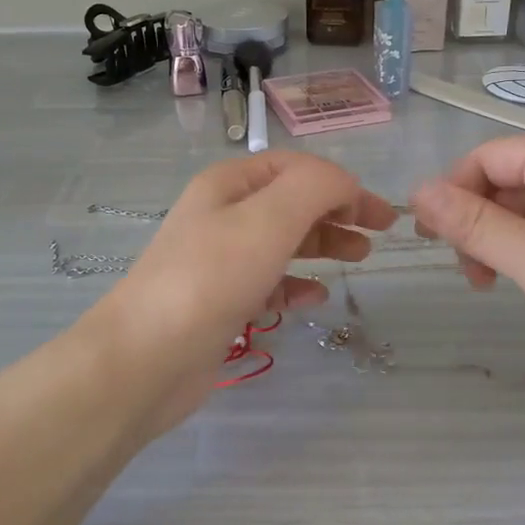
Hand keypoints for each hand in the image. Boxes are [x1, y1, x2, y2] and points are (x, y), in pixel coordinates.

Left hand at [86, 153, 395, 427]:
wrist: (146, 357)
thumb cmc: (210, 278)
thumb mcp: (268, 219)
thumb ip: (315, 188)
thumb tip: (347, 186)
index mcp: (228, 185)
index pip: (294, 167)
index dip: (339, 182)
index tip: (376, 213)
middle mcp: (222, 216)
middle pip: (291, 203)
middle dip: (336, 212)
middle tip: (378, 235)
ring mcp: (220, 261)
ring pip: (283, 242)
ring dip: (322, 245)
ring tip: (358, 258)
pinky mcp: (221, 303)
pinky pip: (268, 284)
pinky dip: (295, 286)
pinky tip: (314, 299)